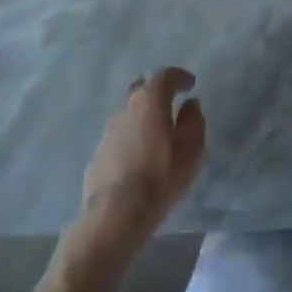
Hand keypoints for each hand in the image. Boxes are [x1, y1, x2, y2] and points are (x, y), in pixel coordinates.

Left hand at [77, 68, 204, 250]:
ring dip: (142, 115)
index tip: (190, 84)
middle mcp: (126, 106)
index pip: (165, 75)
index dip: (179, 77)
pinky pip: (119, 134)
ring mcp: (108, 129)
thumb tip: (190, 104)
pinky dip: (130, 136)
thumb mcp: (190, 149)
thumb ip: (193, 121)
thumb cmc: (159, 177)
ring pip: (128, 111)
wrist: (114, 215)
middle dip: (157, 91)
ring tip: (154, 131)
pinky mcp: (98, 152)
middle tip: (170, 102)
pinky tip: (137, 154)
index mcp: (150, 99)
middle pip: (142, 88)